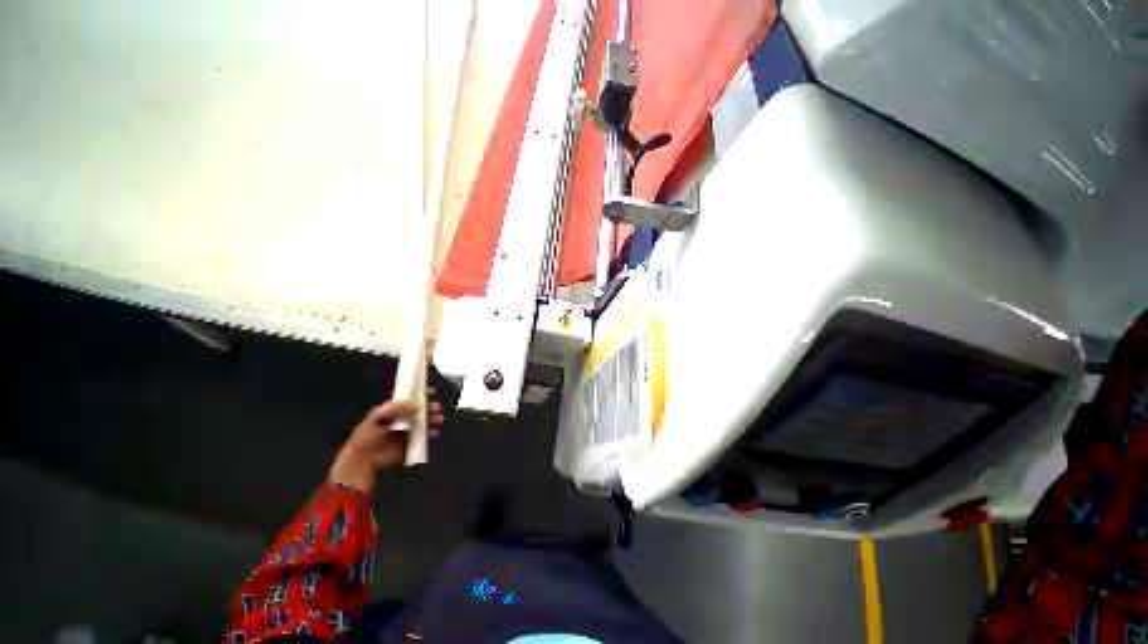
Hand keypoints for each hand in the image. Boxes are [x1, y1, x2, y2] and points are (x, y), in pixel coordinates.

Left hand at [328, 389, 445, 492]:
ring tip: (438, 420)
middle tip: (436, 408)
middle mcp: (401, 419)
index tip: (431, 392)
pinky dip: (431, 434)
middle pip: (420, 410)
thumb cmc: (368, 435)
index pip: (409, 398)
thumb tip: (417, 407)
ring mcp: (406, 432)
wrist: (363, 460)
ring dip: (433, 420)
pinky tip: (434, 433)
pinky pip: (424, 437)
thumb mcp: (380, 415)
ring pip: (424, 422)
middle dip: (430, 407)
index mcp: (392, 410)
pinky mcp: (409, 445)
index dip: (421, 394)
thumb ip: (399, 408)